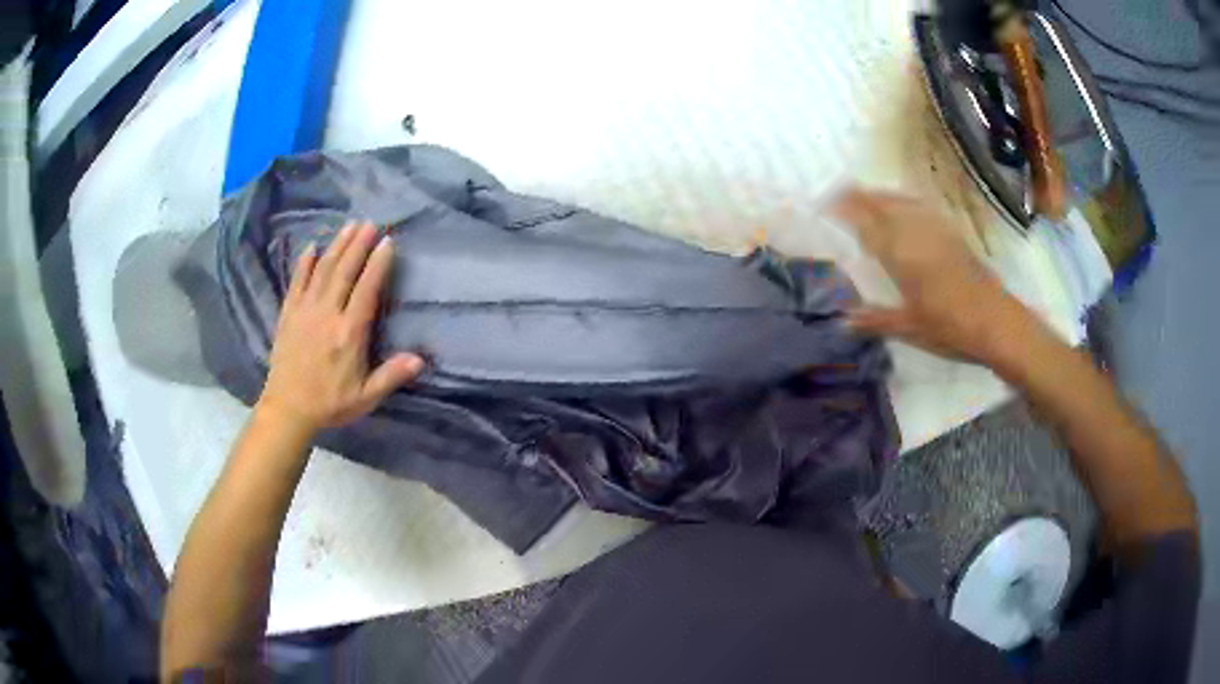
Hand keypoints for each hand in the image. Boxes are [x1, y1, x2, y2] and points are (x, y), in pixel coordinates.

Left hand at [257, 221, 424, 432]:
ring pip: (322, 271)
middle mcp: (327, 315)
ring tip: (349, 226)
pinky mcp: (288, 315)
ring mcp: (305, 312)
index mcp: (349, 333)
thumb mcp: (365, 397)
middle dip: (358, 245)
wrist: (288, 410)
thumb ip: (391, 376)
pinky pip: (296, 283)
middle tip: (370, 223)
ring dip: (336, 246)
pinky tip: (311, 247)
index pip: (366, 290)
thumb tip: (420, 360)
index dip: (378, 264)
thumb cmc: (329, 404)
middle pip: (344, 272)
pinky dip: (303, 264)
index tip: (388, 242)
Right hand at [831, 188, 1042, 364]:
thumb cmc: (951, 328)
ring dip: (881, 195)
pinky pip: (921, 207)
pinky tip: (904, 207)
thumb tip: (843, 320)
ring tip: (866, 196)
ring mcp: (937, 230)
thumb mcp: (909, 328)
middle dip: (859, 195)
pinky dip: (904, 202)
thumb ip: (875, 320)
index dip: (844, 208)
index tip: (824, 203)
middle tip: (839, 194)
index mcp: (901, 255)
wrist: (997, 322)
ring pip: (902, 201)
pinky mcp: (953, 234)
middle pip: (883, 203)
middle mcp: (916, 233)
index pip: (866, 221)